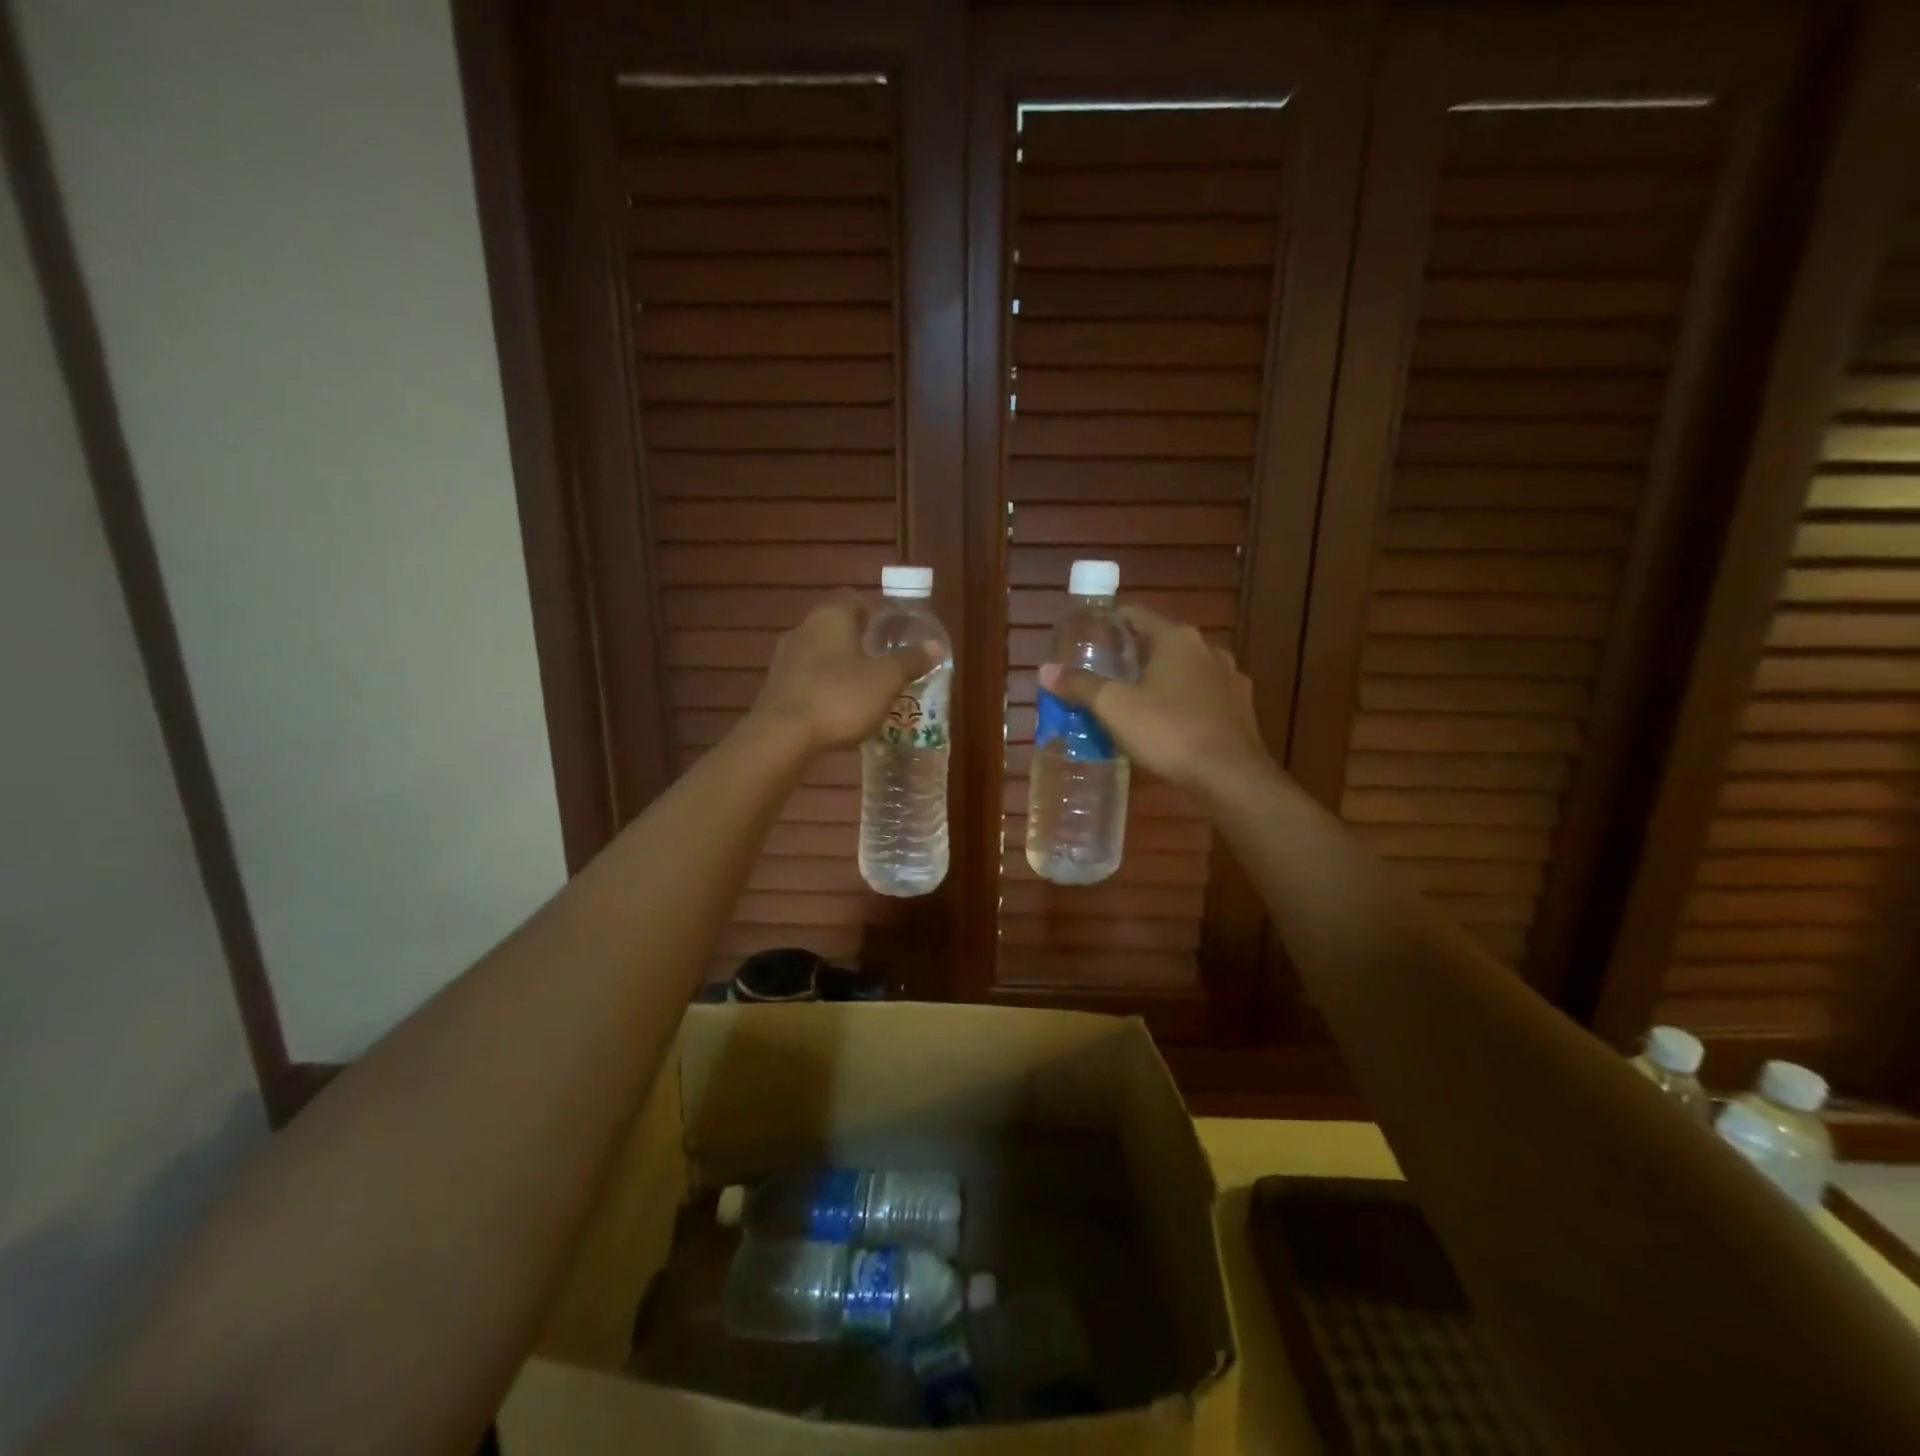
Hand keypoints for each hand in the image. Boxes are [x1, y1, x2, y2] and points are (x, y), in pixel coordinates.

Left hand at [750, 591, 940, 754]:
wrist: (782, 737)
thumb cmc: (839, 698)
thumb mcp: (886, 680)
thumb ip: (910, 661)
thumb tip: (935, 645)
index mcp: (830, 617)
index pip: (854, 599)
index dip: (876, 610)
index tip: (895, 629)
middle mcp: (803, 629)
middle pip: (837, 626)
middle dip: (861, 640)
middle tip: (886, 659)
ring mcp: (785, 659)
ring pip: (821, 654)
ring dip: (843, 665)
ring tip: (867, 686)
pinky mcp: (776, 688)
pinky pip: (809, 679)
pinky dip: (826, 686)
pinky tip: (841, 707)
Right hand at [1038, 606, 1271, 802]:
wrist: (1230, 777)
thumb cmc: (1168, 732)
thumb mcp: (1114, 708)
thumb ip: (1080, 685)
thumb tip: (1046, 670)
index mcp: (1177, 639)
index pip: (1136, 616)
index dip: (1109, 624)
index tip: (1088, 639)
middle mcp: (1207, 650)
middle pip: (1161, 643)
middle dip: (1132, 657)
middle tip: (1103, 676)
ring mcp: (1229, 679)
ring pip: (1184, 672)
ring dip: (1159, 682)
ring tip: (1133, 704)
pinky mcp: (1240, 710)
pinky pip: (1202, 698)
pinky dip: (1181, 704)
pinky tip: (1167, 726)